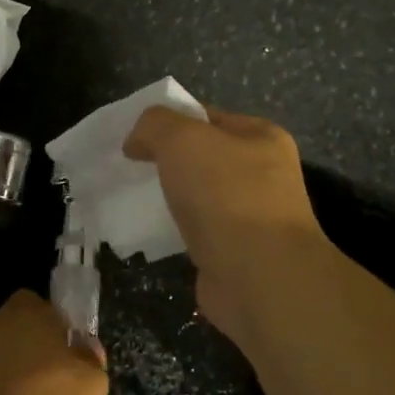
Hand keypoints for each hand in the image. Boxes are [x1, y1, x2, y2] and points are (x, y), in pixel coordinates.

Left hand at [0, 290, 108, 394]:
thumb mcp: (92, 388)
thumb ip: (91, 360)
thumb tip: (85, 347)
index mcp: (27, 311)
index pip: (43, 307)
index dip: (58, 330)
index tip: (71, 359)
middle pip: (21, 333)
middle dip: (36, 355)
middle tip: (56, 389)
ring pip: (2, 362)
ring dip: (15, 381)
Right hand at [123, 106, 329, 343]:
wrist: (259, 278)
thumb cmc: (225, 195)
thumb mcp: (181, 139)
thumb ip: (154, 125)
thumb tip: (137, 141)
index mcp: (261, 137)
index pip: (207, 116)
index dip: (169, 121)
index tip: (135, 137)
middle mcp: (264, 173)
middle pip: (202, 156)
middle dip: (166, 161)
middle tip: (130, 168)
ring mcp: (253, 216)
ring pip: (199, 195)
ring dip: (170, 198)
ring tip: (134, 200)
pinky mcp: (237, 253)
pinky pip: (198, 231)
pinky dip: (176, 230)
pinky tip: (152, 233)